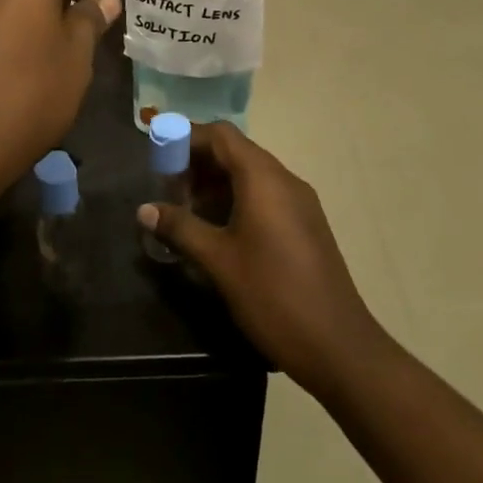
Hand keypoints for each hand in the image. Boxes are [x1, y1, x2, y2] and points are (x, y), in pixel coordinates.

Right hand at [139, 123, 386, 395]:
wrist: (339, 347)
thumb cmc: (273, 295)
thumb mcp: (218, 261)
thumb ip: (180, 228)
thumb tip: (144, 209)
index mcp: (263, 178)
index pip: (220, 135)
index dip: (186, 137)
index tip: (158, 154)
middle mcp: (284, 179)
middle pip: (235, 152)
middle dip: (197, 164)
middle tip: (168, 189)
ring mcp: (299, 202)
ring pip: (250, 175)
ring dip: (216, 184)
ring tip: (187, 212)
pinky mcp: (305, 224)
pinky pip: (265, 195)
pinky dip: (236, 200)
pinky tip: (218, 231)